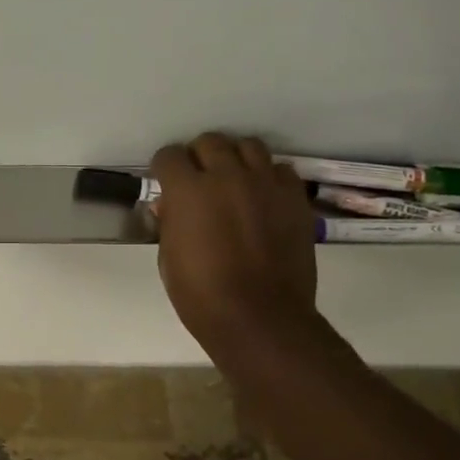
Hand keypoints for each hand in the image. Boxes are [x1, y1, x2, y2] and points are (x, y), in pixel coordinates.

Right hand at [151, 133, 317, 366]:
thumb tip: (170, 206)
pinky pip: (280, 170)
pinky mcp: (294, 198)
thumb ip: (170, 223)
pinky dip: (268, 177)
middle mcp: (226, 175)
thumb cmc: (201, 295)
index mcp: (187, 190)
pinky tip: (263, 198)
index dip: (165, 169)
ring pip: (248, 146)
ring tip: (234, 181)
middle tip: (199, 181)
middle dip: (199, 157)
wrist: (259, 317)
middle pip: (210, 141)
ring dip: (235, 159)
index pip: (169, 155)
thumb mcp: (168, 258)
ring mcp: (265, 184)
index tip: (167, 184)